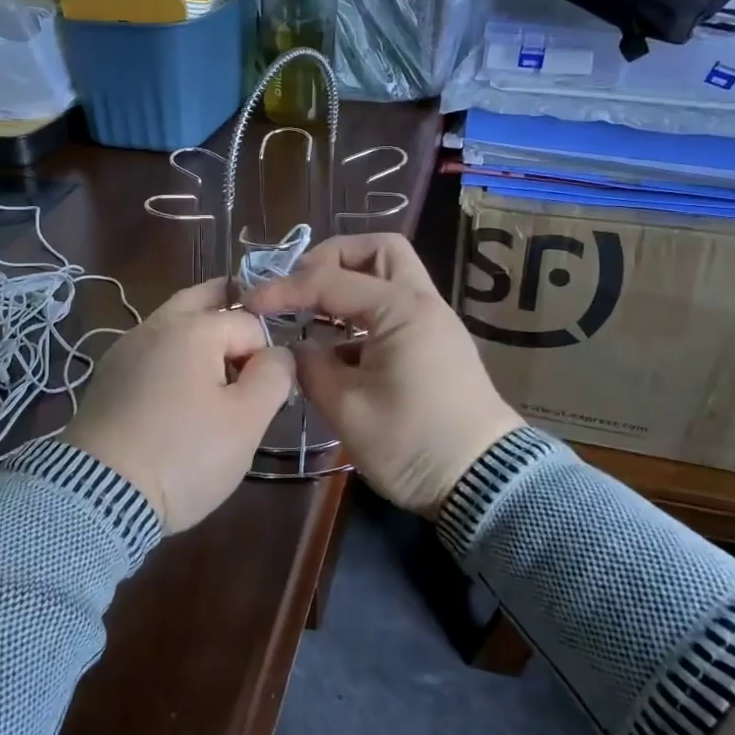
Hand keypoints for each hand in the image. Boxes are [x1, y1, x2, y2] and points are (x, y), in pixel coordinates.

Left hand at [62, 278, 294, 532]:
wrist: (100, 494)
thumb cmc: (184, 454)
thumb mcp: (246, 421)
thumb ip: (274, 375)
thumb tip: (278, 354)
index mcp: (194, 328)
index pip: (249, 324)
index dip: (266, 354)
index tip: (267, 391)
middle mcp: (156, 326)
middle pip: (201, 300)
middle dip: (229, 308)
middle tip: (249, 336)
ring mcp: (125, 349)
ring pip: (172, 324)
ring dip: (198, 332)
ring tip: (219, 365)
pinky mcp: (108, 377)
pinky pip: (151, 351)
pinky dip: (171, 356)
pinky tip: (178, 386)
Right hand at [244, 234, 520, 517]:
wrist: (483, 483)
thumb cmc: (412, 443)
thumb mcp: (347, 408)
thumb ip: (311, 366)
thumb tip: (296, 347)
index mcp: (400, 309)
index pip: (330, 280)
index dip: (285, 288)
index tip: (251, 302)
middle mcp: (421, 302)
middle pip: (377, 251)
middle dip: (332, 259)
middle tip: (301, 287)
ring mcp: (433, 322)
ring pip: (390, 275)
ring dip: (349, 282)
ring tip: (312, 312)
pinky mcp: (434, 344)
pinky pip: (394, 306)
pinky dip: (363, 310)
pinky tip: (336, 344)